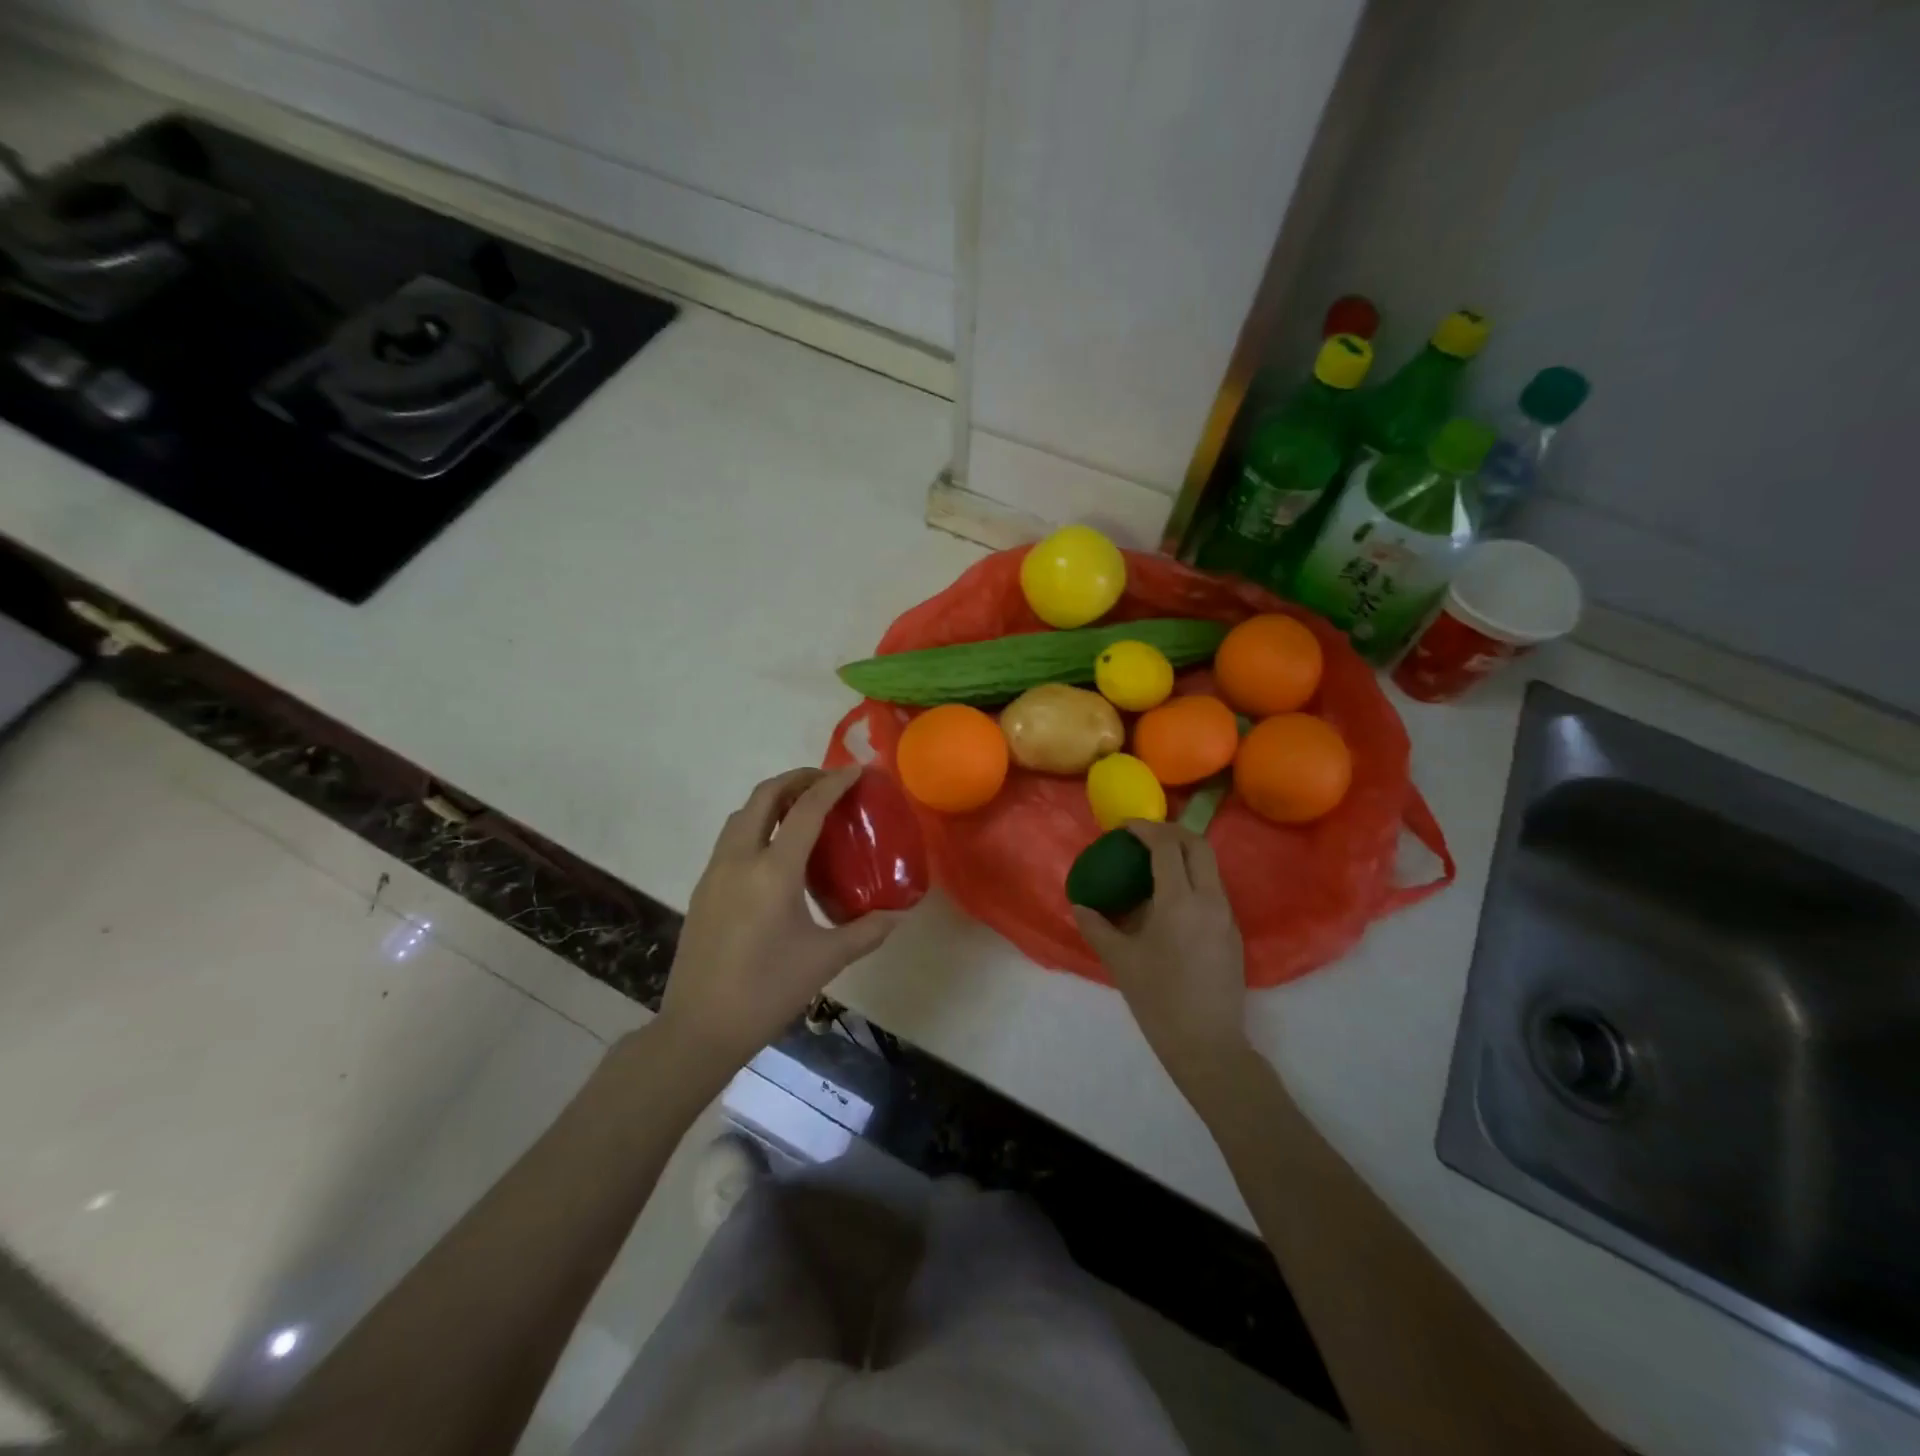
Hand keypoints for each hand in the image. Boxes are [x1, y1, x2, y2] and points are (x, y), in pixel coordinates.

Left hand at [658, 767, 903, 1072]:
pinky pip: (732, 837)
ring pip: (743, 814)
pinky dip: (757, 824)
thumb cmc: (767, 992)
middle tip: (828, 783)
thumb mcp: (825, 961)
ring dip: (773, 799)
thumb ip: (866, 932)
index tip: (856, 771)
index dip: (833, 784)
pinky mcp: (703, 888)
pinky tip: (777, 851)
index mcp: (772, 872)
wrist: (699, 1029)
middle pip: (765, 796)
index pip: (806, 810)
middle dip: (798, 779)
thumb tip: (898, 914)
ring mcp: (715, 872)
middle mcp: (739, 859)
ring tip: (804, 810)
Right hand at [1071, 821, 1249, 1087]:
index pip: (1167, 846)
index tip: (1124, 828)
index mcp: (1180, 902)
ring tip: (1154, 863)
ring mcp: (1226, 916)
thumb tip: (1079, 905)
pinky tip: (1169, 898)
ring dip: (1184, 853)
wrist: (1207, 1045)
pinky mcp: (1232, 932)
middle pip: (1198, 845)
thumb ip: (1096, 927)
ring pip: (1210, 866)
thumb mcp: (1120, 960)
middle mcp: (1210, 900)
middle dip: (1171, 831)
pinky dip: (1192, 877)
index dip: (1145, 829)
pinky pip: (1213, 888)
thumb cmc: (1158, 1000)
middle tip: (1143, 836)